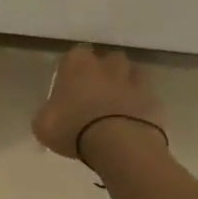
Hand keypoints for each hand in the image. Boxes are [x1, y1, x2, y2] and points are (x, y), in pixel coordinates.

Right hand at [32, 45, 166, 163]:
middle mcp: (108, 65)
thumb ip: (48, 112)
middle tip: (94, 94)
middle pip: (107, 60)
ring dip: (124, 86)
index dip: (72, 70)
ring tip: (115, 107)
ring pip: (131, 74)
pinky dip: (139, 107)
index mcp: (77, 64)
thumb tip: (53, 112)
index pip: (74, 55)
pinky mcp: (154, 100)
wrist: (118, 144)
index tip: (69, 86)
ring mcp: (135, 80)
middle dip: (103, 72)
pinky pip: (145, 99)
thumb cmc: (72, 129)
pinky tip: (132, 123)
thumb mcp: (43, 125)